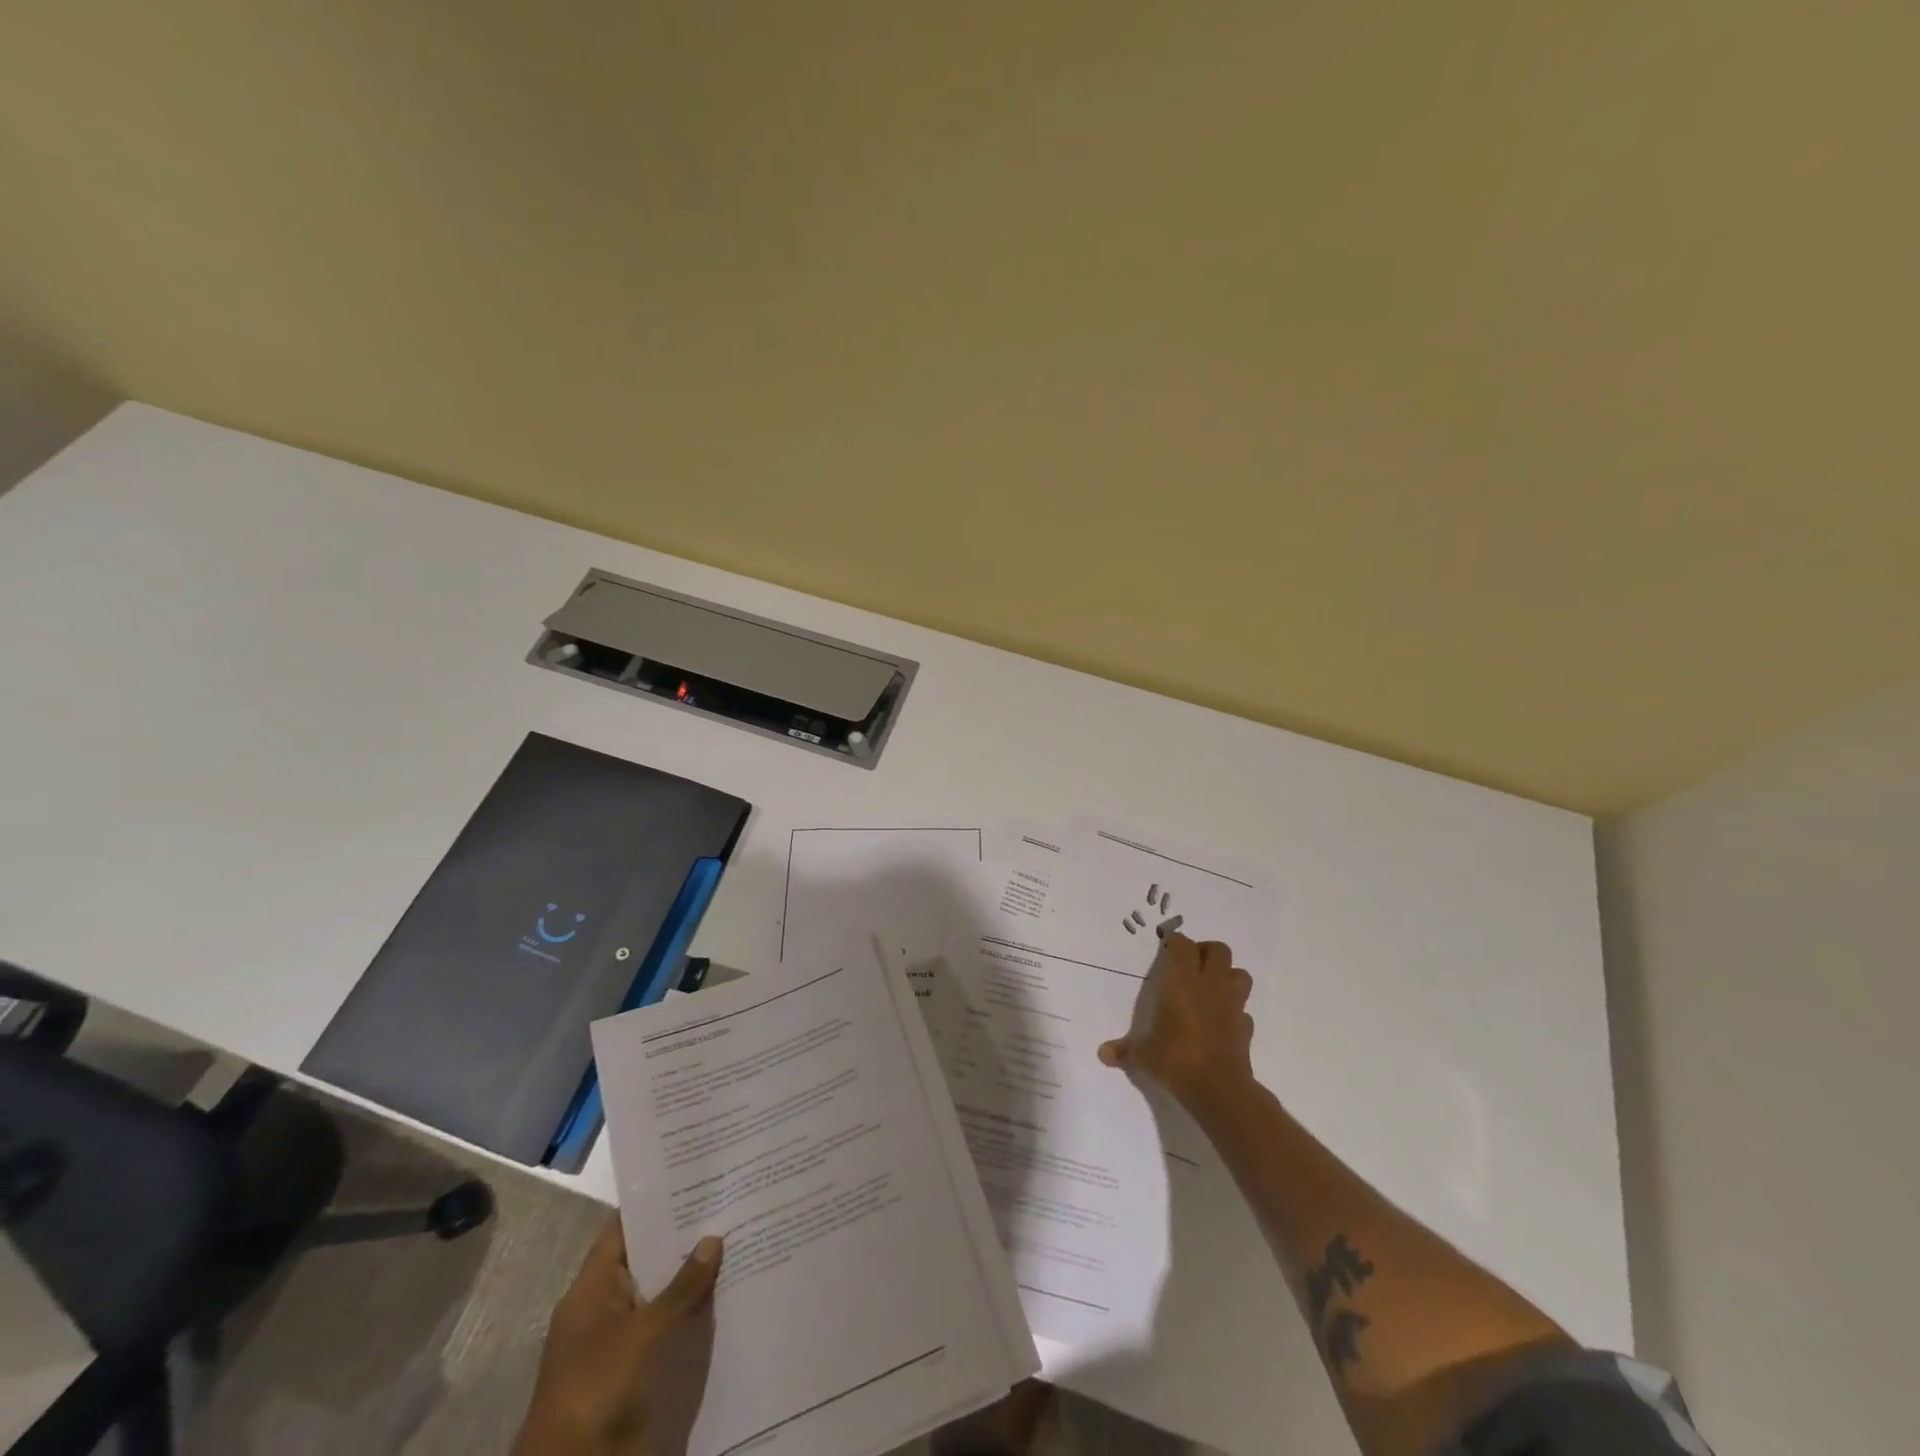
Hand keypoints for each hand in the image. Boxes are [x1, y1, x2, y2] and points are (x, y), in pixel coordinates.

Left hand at [513, 1216, 722, 1455]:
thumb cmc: (595, 1386)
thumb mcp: (641, 1333)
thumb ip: (679, 1288)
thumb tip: (713, 1237)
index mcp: (591, 1288)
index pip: (623, 1229)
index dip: (653, 1202)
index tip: (692, 1176)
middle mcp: (604, 1307)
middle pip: (646, 1259)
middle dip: (682, 1237)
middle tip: (727, 1203)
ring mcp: (619, 1339)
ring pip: (660, 1294)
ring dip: (691, 1277)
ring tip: (737, 1240)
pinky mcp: (635, 1369)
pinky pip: (667, 1328)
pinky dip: (691, 1313)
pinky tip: (728, 1295)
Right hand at [1098, 932, 1254, 1106]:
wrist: (1219, 1088)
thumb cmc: (1175, 1058)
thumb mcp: (1143, 1055)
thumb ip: (1124, 1050)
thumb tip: (1102, 1053)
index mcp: (1182, 981)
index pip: (1183, 944)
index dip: (1175, 943)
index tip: (1166, 949)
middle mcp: (1210, 985)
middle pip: (1218, 949)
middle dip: (1205, 952)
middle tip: (1190, 966)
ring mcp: (1232, 1004)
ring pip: (1239, 974)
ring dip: (1227, 975)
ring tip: (1210, 988)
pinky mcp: (1246, 1027)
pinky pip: (1243, 1009)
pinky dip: (1234, 1011)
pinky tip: (1221, 1022)